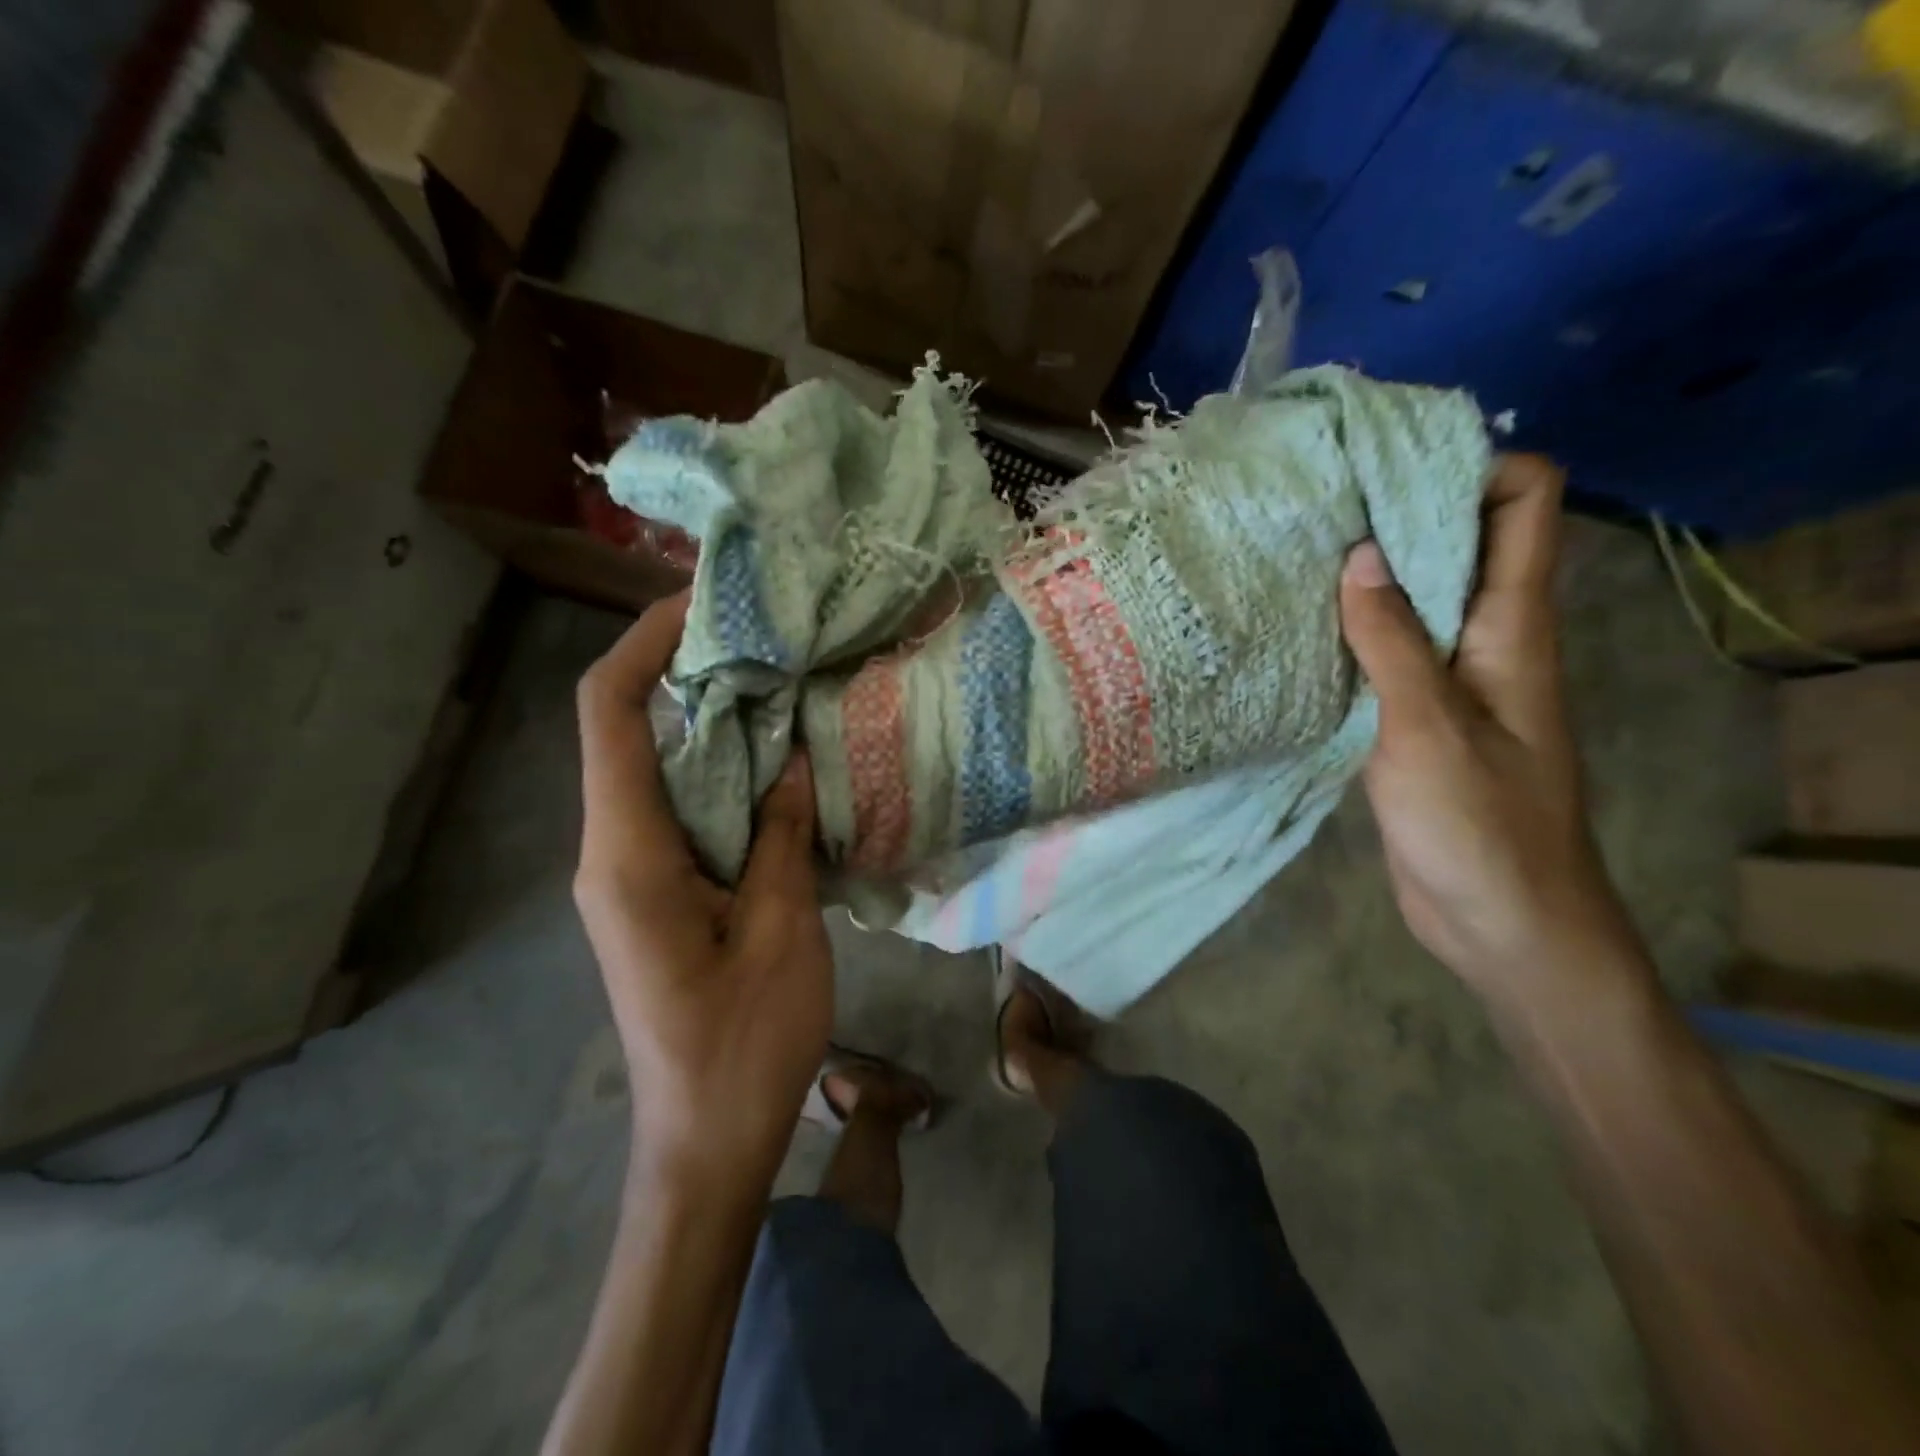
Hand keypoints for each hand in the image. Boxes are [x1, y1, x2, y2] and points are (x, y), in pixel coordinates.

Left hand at [573, 593, 833, 1194]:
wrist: (707, 1142)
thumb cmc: (745, 1045)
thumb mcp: (782, 930)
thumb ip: (778, 834)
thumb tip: (788, 756)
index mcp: (629, 855)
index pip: (612, 715)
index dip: (645, 644)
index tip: (702, 603)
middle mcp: (612, 852)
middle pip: (631, 731)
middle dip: (688, 674)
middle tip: (769, 639)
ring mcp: (629, 874)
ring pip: (660, 770)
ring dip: (713, 724)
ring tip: (784, 687)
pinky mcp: (656, 893)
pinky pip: (681, 809)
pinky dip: (723, 774)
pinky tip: (778, 766)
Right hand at [1338, 456, 1638, 1000]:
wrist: (1500, 920)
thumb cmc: (1480, 824)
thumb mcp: (1430, 728)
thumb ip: (1394, 641)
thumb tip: (1359, 554)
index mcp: (1513, 627)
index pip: (1525, 505)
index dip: (1473, 467)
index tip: (1388, 465)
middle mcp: (1486, 639)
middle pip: (1460, 543)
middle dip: (1398, 514)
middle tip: (1317, 503)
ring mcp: (1449, 679)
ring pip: (1414, 599)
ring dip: (1365, 576)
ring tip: (1293, 556)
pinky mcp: (1414, 717)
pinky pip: (1385, 653)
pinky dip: (1349, 633)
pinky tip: (1298, 631)